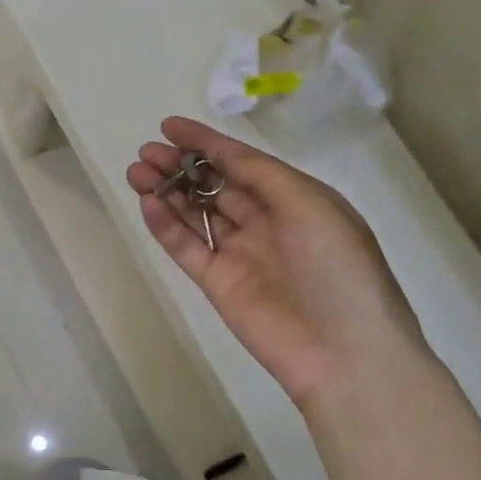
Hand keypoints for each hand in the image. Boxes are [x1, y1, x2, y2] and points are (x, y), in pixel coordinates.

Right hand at [126, 116, 426, 406]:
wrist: (345, 353)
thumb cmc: (339, 269)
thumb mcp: (311, 206)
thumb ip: (261, 175)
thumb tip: (219, 154)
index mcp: (295, 200)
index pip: (242, 163)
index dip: (205, 142)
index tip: (168, 126)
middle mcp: (265, 223)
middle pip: (212, 186)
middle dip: (179, 165)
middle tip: (146, 152)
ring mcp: (239, 254)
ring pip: (194, 214)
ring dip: (166, 190)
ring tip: (136, 172)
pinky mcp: (217, 283)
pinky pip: (185, 248)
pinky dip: (164, 225)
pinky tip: (147, 203)